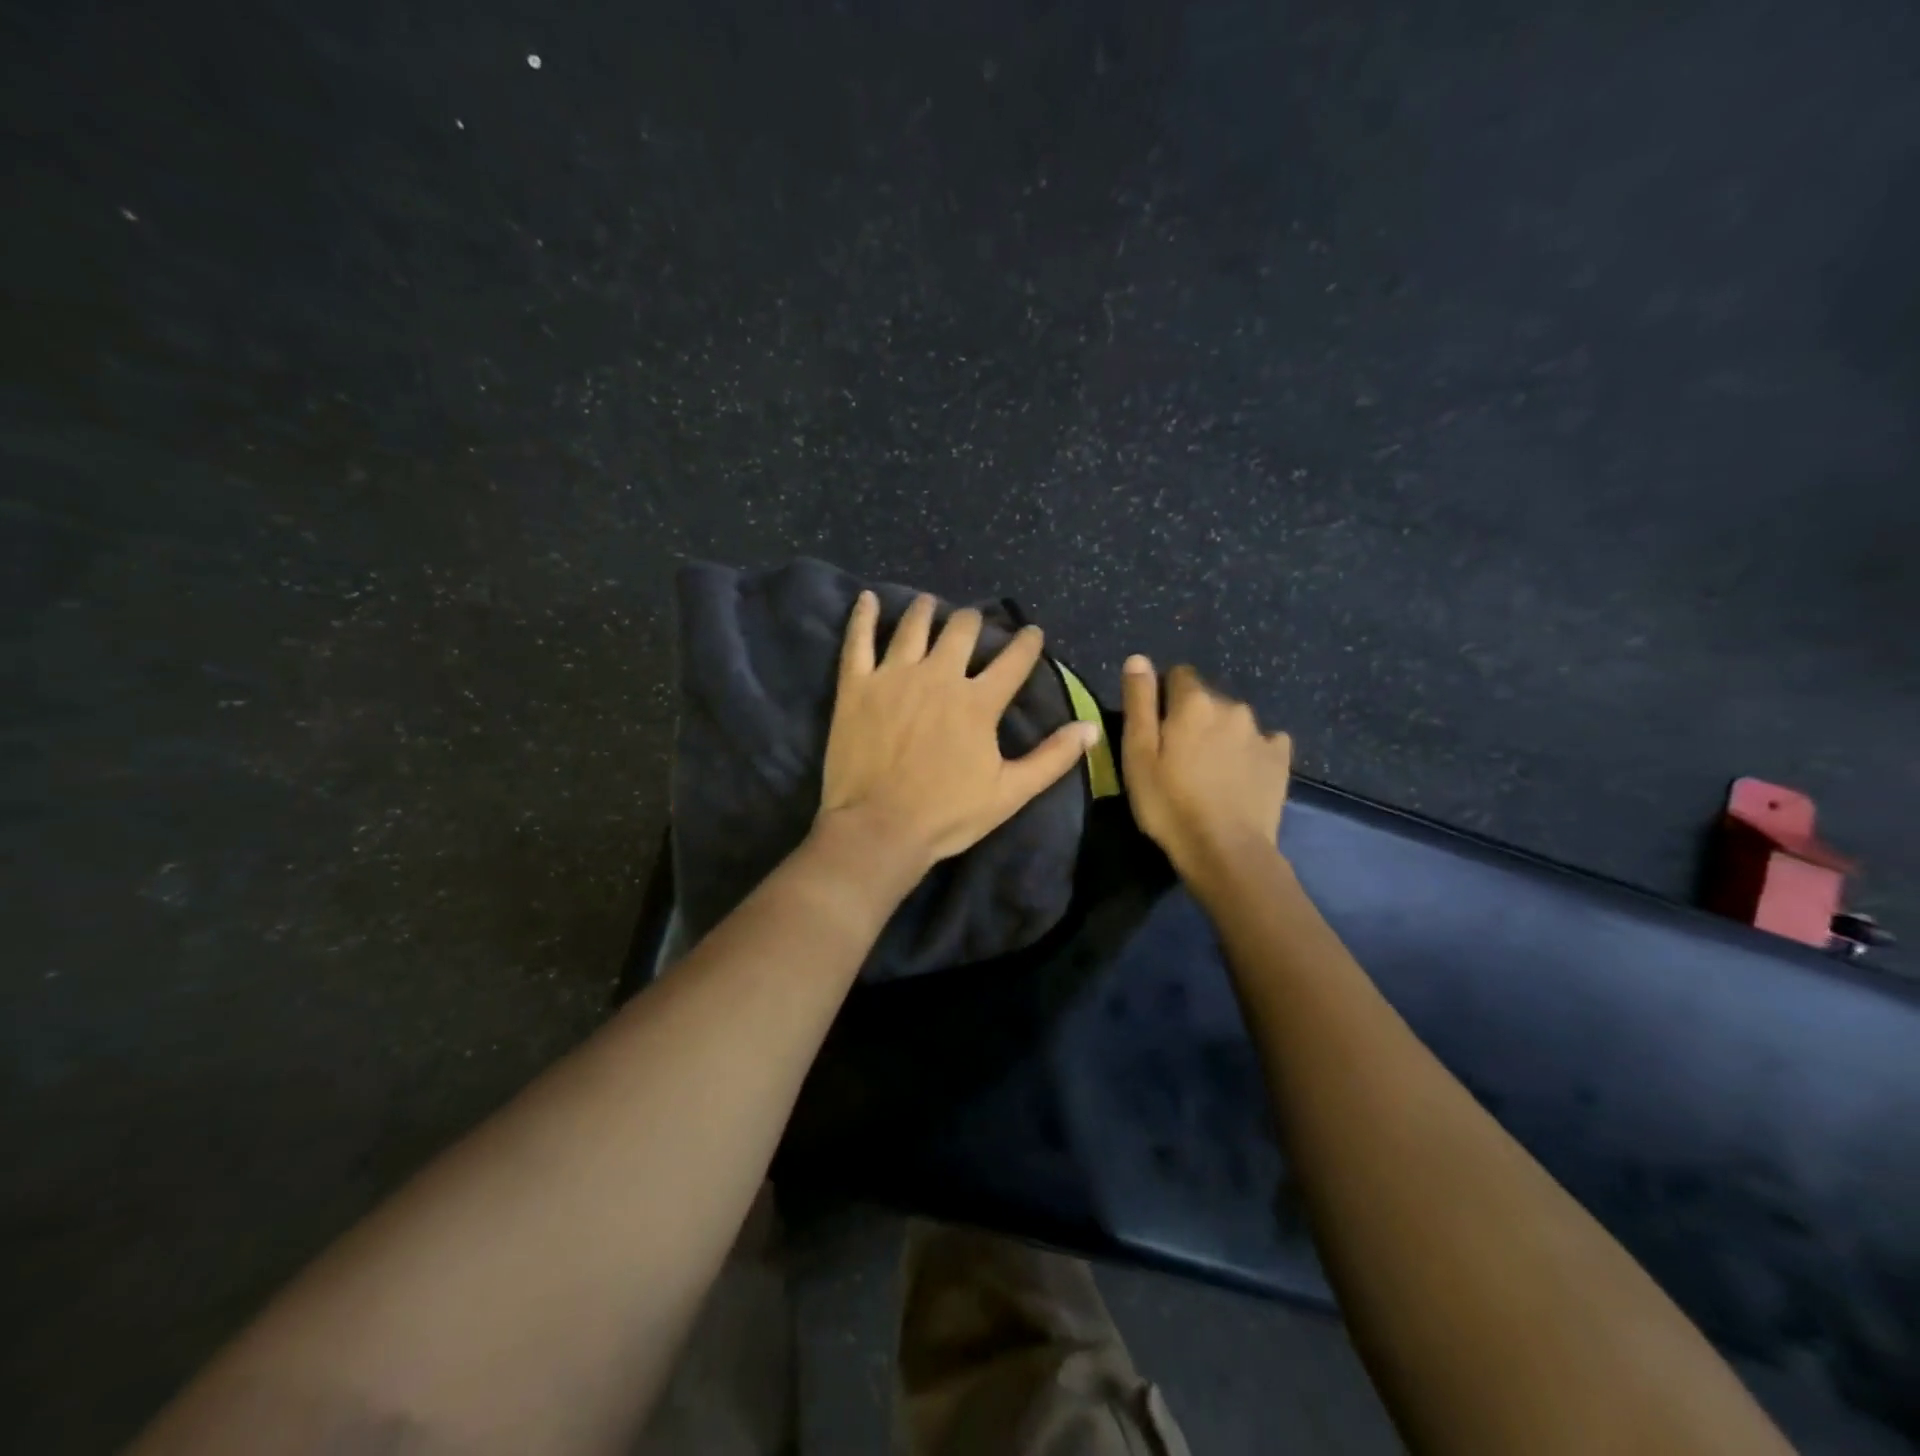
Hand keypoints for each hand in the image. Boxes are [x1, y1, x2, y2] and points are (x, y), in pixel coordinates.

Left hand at [816, 592, 1098, 875]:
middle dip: (974, 621)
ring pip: (914, 627)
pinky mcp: (856, 686)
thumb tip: (1091, 728)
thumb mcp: (1010, 793)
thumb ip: (1052, 758)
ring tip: (930, 602)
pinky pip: (858, 640)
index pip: (1013, 660)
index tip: (1033, 633)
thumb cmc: (947, 815)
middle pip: (962, 630)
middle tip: (974, 621)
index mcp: (978, 701)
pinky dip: (863, 616)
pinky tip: (867, 598)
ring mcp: (894, 676)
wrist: (878, 828)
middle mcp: (939, 676)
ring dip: (926, 610)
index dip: (1028, 643)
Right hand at [1121, 656, 1292, 877]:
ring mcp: (1261, 732)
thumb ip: (1139, 702)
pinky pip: (1264, 741)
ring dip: (1220, 734)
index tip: (1156, 729)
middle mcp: (1231, 706)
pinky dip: (1250, 751)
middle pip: (1206, 699)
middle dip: (1192, 717)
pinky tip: (1240, 775)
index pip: (1177, 675)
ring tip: (1209, 770)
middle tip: (1178, 756)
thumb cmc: (1170, 803)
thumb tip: (1138, 658)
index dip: (1163, 697)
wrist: (1226, 850)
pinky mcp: (1280, 758)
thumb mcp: (1138, 754)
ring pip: (1233, 720)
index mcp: (1193, 702)